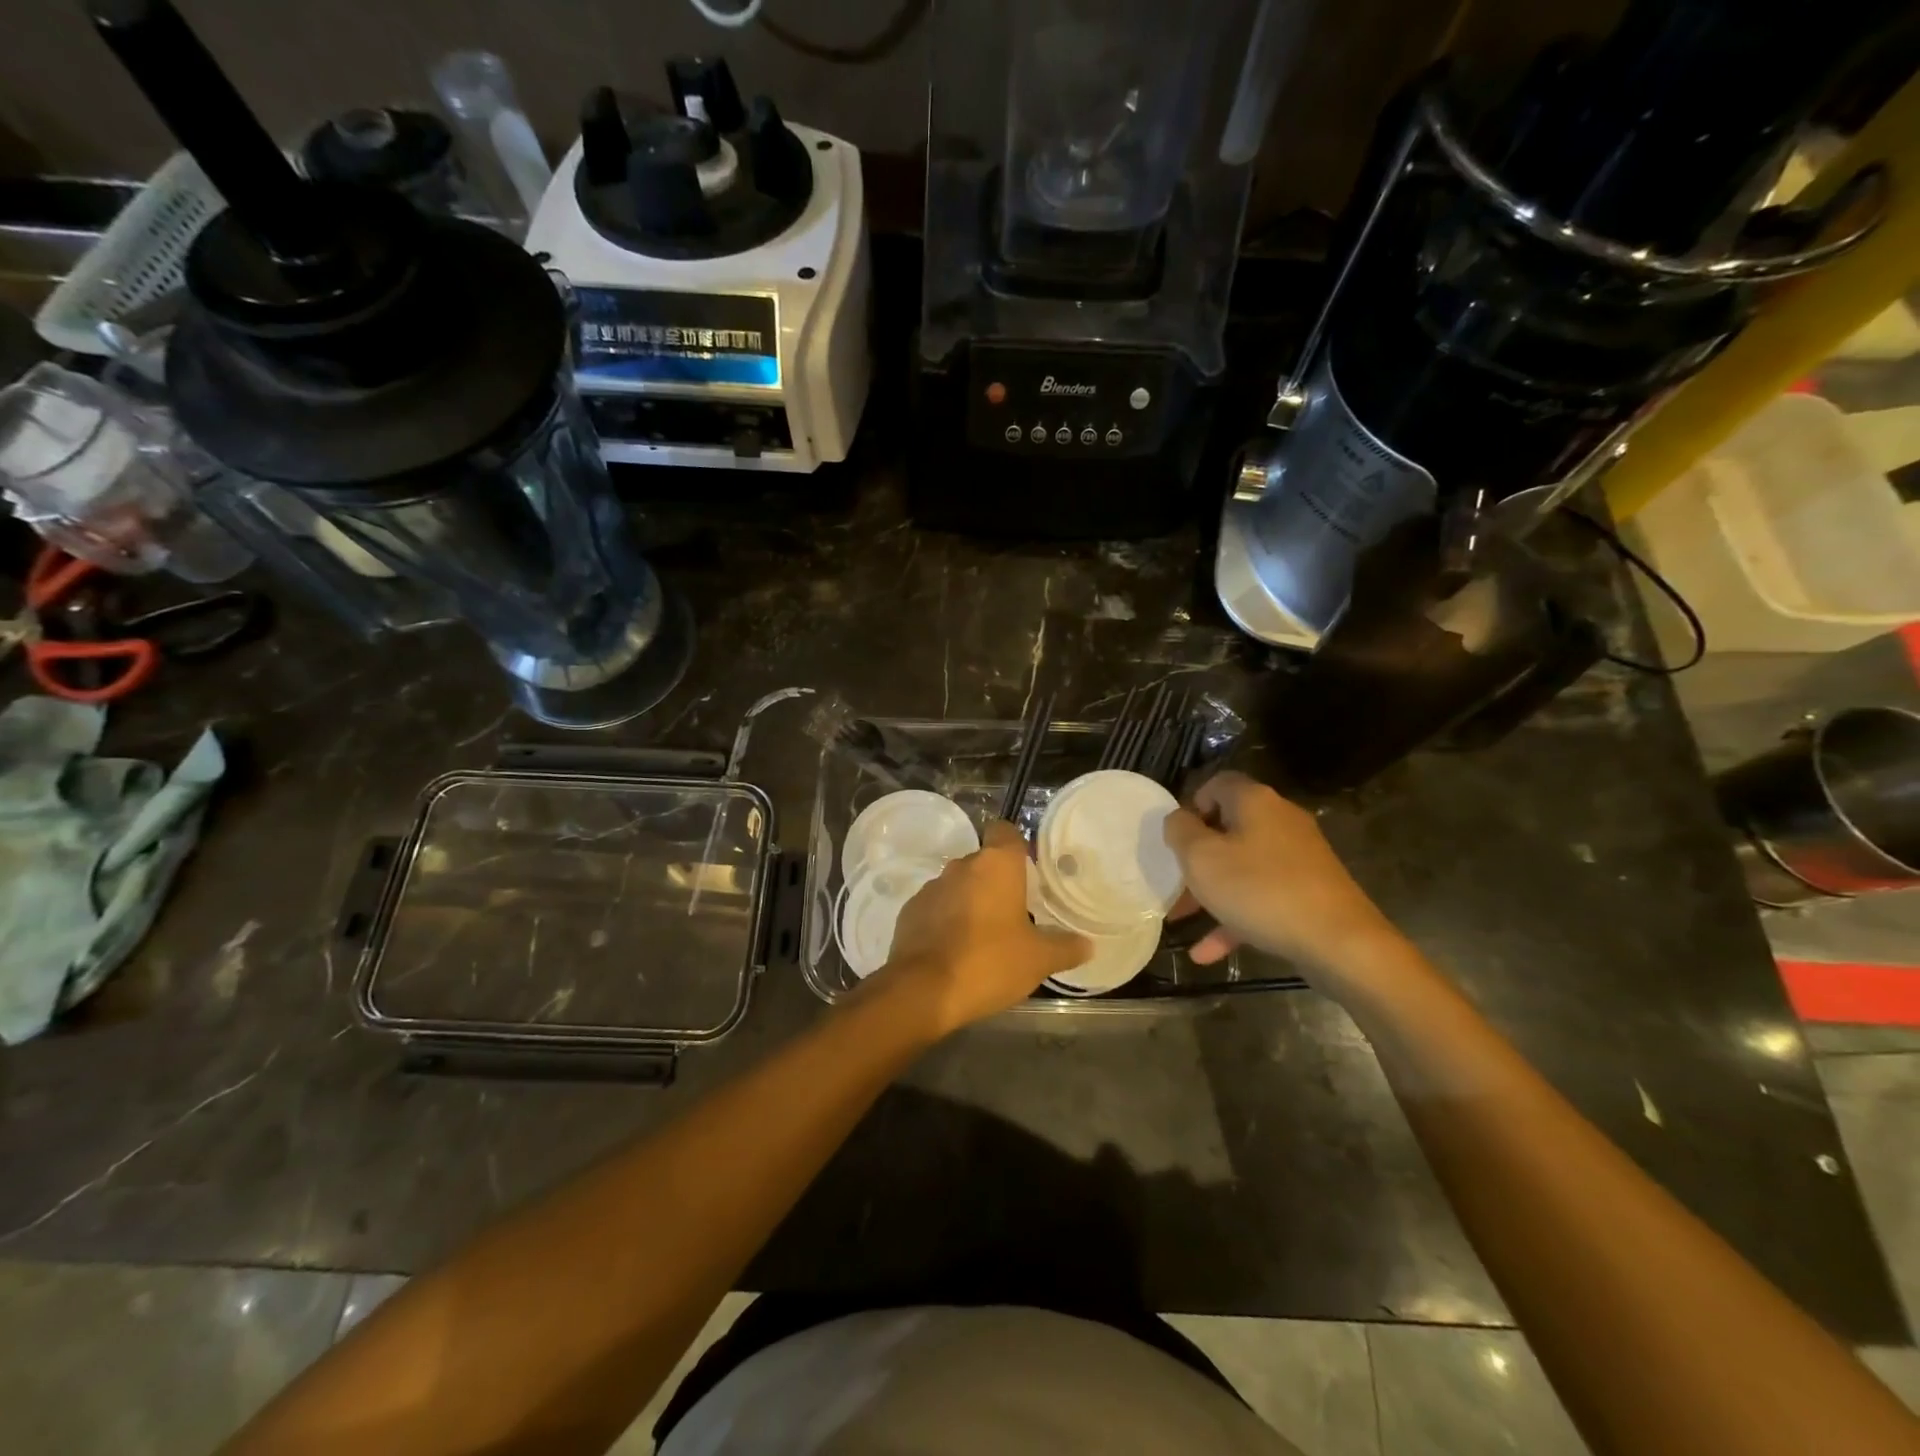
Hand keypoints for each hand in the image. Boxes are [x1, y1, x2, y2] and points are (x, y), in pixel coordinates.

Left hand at [879, 822, 1089, 1032]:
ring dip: (971, 902)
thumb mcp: (1038, 960)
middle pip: (983, 862)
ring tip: (986, 937)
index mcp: (995, 865)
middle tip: (1016, 914)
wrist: (922, 990)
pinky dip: (946, 921)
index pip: (1005, 831)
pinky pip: (936, 907)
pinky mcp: (910, 911)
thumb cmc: (989, 962)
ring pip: (959, 885)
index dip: (1017, 846)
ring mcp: (931, 887)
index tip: (1028, 871)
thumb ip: (1065, 947)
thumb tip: (1087, 944)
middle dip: (998, 883)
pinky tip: (956, 950)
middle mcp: (961, 866)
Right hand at [1162, 771, 1399, 978]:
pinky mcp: (1311, 891)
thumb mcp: (1201, 858)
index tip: (1175, 838)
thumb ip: (1180, 831)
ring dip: (1211, 892)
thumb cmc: (1260, 890)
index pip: (1217, 784)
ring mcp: (1299, 857)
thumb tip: (1179, 819)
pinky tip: (1209, 953)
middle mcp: (1280, 820)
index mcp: (1255, 801)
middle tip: (1174, 881)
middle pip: (1228, 829)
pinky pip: (1263, 896)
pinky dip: (1236, 917)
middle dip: (1196, 857)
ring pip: (1243, 867)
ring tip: (1182, 921)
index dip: (1190, 806)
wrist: (1340, 943)